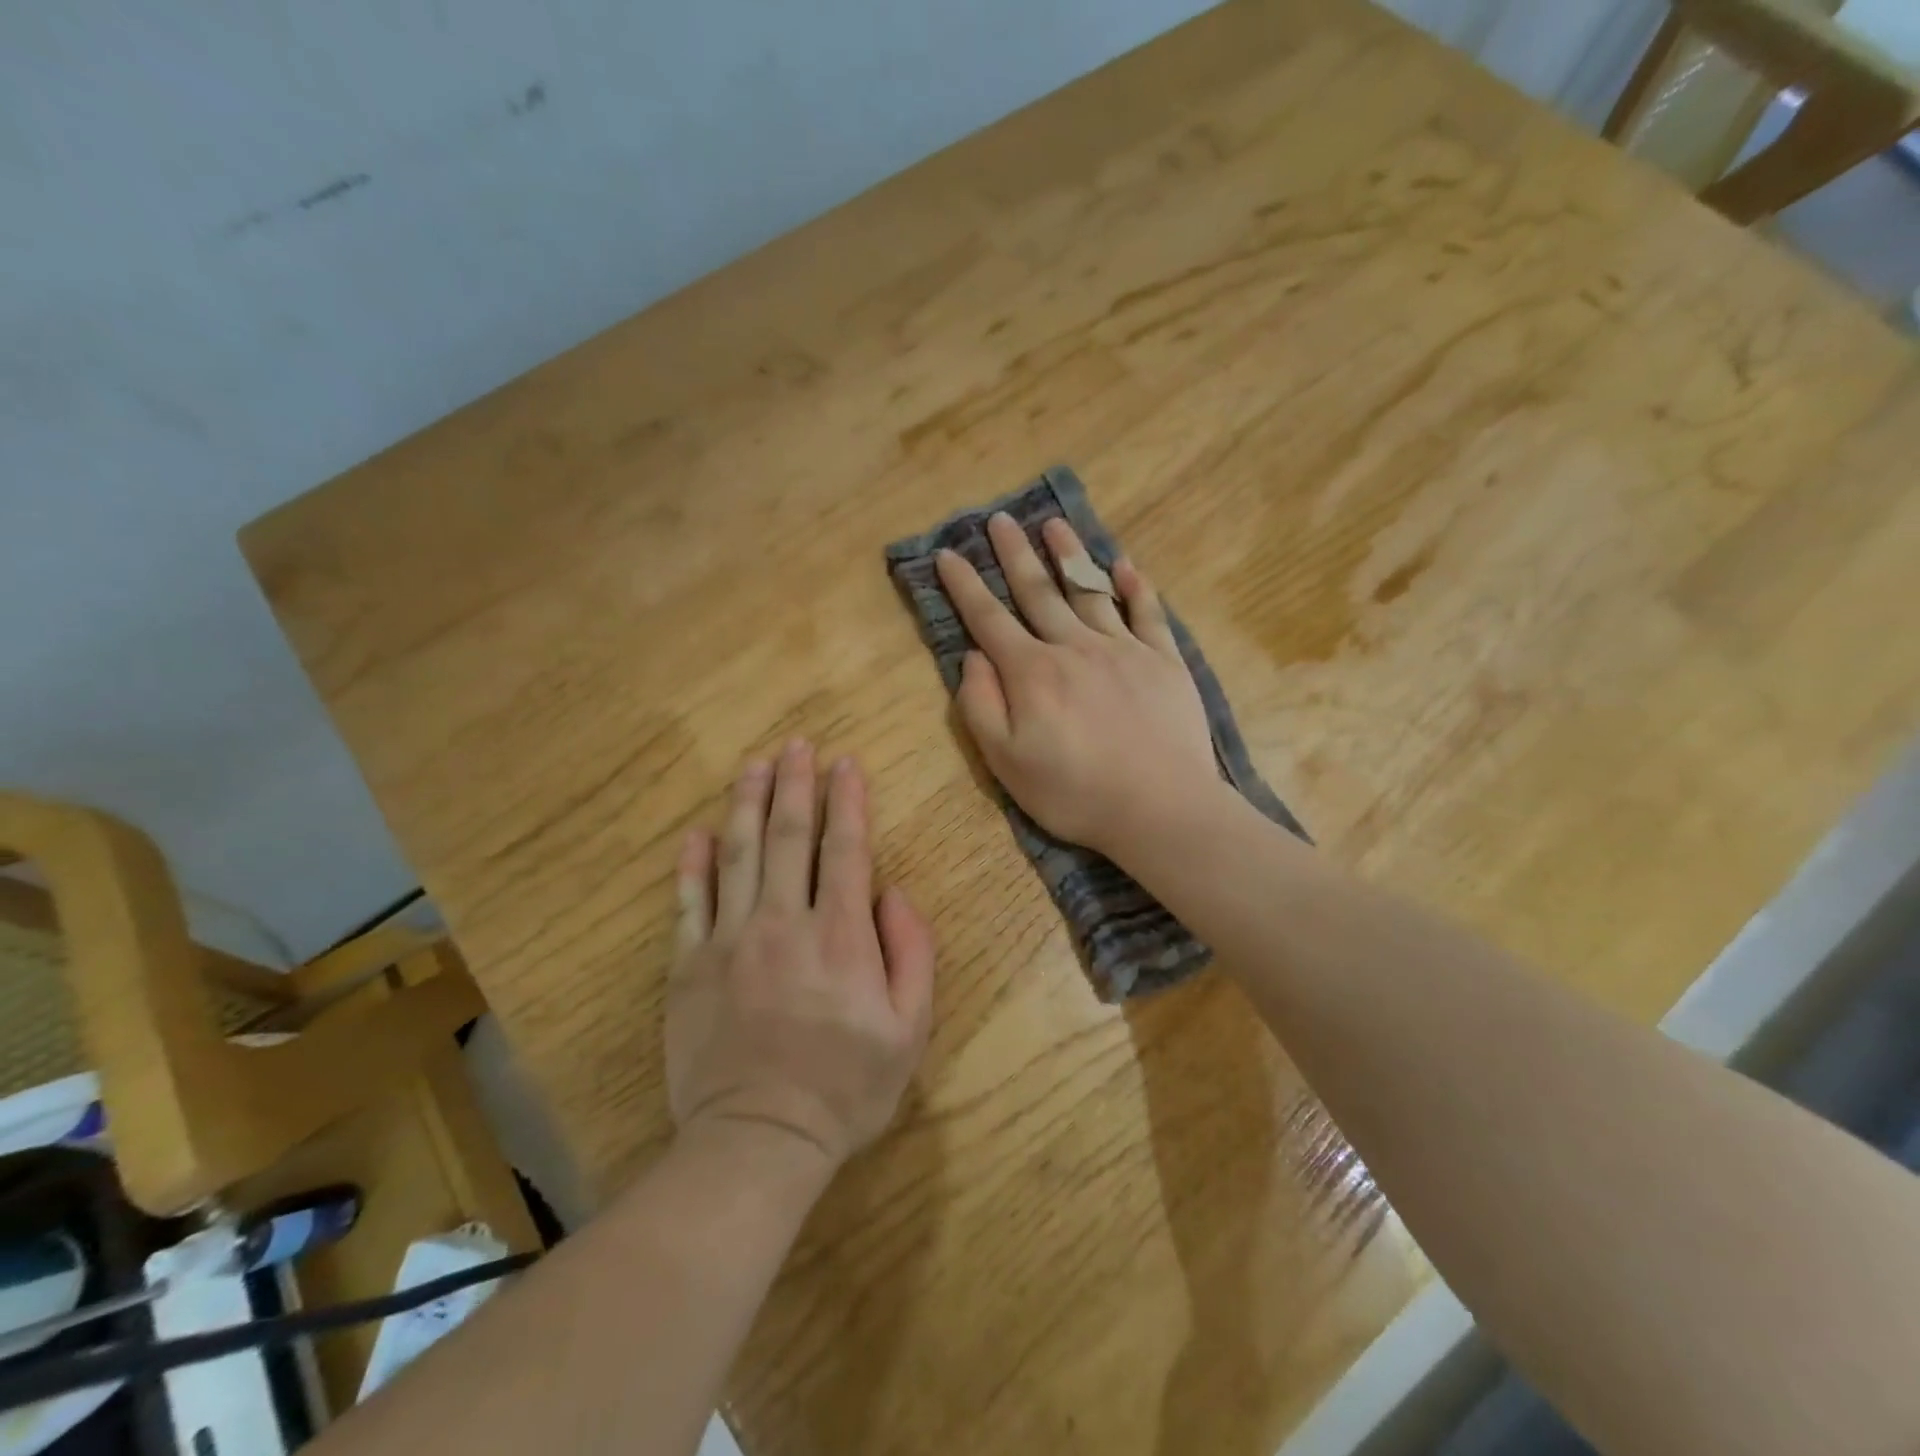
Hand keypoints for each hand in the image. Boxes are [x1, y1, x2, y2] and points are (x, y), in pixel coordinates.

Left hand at [667, 743, 934, 1169]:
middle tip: (796, 745)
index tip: (845, 763)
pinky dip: (693, 864)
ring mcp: (730, 941)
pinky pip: (690, 902)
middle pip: (788, 837)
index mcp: (840, 935)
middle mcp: (784, 922)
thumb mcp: (909, 1028)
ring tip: (754, 765)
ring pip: (738, 854)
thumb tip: (894, 893)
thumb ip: (911, 952)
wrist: (759, 1140)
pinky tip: (698, 833)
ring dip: (747, 804)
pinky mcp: (689, 966)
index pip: (845, 849)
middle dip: (795, 785)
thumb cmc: (846, 1088)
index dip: (847, 801)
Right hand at [934, 513, 1218, 859]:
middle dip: (1014, 555)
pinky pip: (1148, 613)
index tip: (947, 555)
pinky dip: (1135, 587)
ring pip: (1090, 591)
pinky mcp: (1164, 661)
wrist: (1161, 808)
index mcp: (1032, 672)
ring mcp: (1124, 650)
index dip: (965, 586)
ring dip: (1069, 556)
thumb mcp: (1006, 762)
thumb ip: (981, 705)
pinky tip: (1124, 565)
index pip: (989, 619)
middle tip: (999, 519)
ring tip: (1053, 525)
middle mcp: (1075, 647)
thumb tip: (973, 657)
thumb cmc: (1074, 792)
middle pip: (1038, 592)